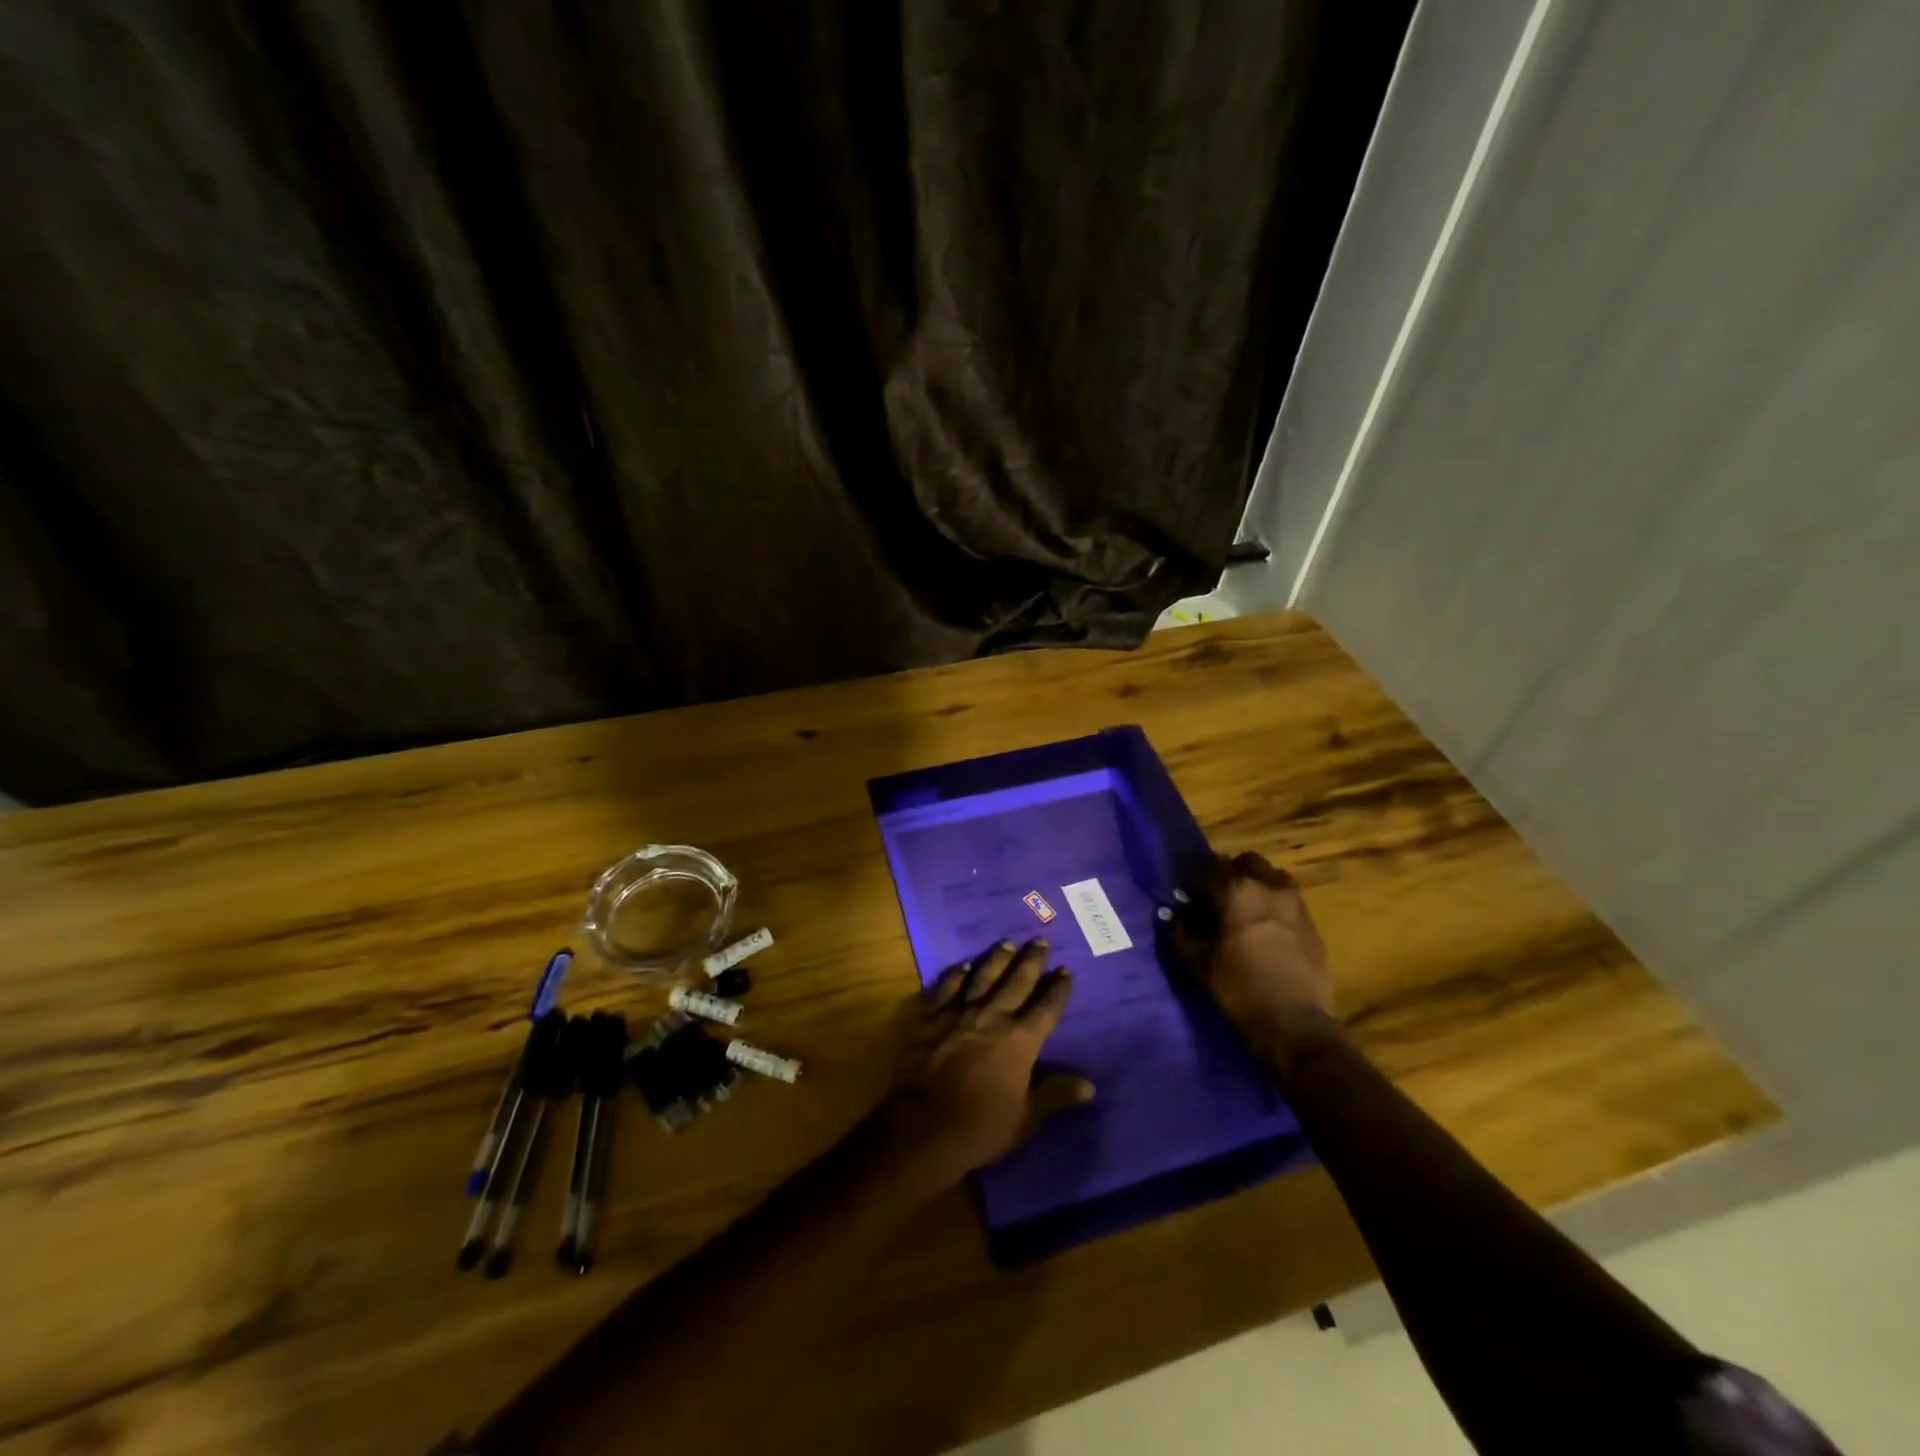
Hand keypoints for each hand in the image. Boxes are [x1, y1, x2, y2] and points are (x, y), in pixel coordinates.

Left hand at [872, 939, 1094, 1199]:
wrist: (923, 1125)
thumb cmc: (981, 1126)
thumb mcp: (1026, 1118)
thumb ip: (1055, 1095)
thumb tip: (1090, 1085)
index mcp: (1021, 1040)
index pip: (1047, 1008)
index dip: (1058, 989)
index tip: (1066, 970)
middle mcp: (993, 1017)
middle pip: (1017, 981)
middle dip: (1031, 961)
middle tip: (1040, 940)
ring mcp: (960, 1013)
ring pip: (983, 976)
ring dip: (997, 959)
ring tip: (1006, 943)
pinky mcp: (932, 1017)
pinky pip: (947, 988)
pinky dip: (956, 975)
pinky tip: (962, 966)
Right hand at [1175, 852, 1333, 1035]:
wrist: (1294, 1022)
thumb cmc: (1239, 987)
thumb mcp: (1200, 961)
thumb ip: (1182, 933)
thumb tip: (1173, 916)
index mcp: (1238, 891)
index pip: (1209, 870)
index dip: (1195, 882)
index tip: (1187, 897)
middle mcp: (1270, 887)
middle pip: (1248, 863)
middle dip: (1230, 874)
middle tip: (1218, 897)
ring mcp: (1296, 904)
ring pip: (1273, 878)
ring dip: (1257, 885)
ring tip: (1245, 910)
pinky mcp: (1312, 924)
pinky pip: (1289, 901)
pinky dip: (1274, 905)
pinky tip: (1266, 929)